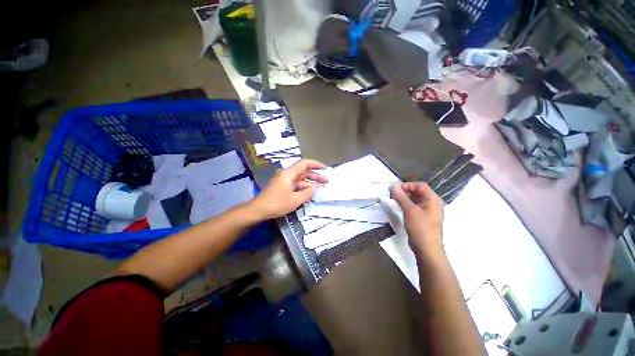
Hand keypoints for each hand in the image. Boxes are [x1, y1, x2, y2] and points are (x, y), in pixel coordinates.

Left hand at [251, 159, 327, 219]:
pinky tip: (310, 191)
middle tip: (326, 181)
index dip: (316, 164)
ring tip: (321, 186)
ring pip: (300, 178)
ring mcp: (284, 180)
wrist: (258, 210)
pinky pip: (295, 183)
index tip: (325, 169)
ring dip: (310, 182)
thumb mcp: (295, 200)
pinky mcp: (282, 186)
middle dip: (315, 175)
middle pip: (303, 171)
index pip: (305, 163)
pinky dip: (303, 186)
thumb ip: (308, 193)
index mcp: (289, 173)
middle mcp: (286, 174)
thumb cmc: (277, 203)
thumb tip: (316, 188)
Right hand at [390, 182, 443, 255]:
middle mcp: (432, 203)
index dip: (407, 185)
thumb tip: (392, 186)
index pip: (420, 185)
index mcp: (433, 199)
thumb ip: (401, 197)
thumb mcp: (410, 210)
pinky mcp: (423, 218)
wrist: (427, 249)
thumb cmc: (420, 227)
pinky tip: (399, 207)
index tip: (395, 190)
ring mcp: (428, 211)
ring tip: (394, 200)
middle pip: (418, 192)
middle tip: (392, 195)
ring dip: (405, 198)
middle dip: (405, 191)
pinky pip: (415, 207)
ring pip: (415, 200)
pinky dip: (406, 205)